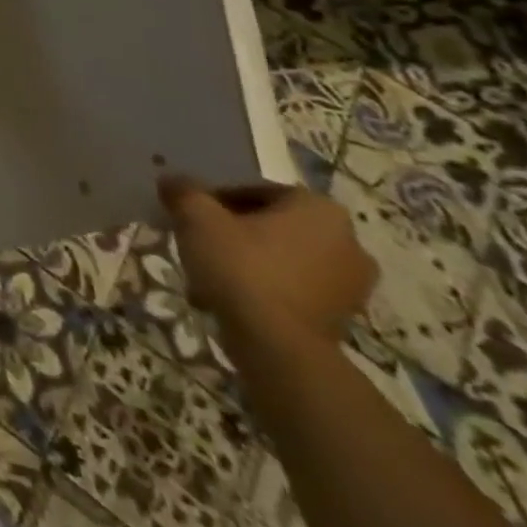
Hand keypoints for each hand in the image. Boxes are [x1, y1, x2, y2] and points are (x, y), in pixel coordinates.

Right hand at [158, 173, 376, 346]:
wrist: (277, 346)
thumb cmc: (241, 266)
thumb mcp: (196, 217)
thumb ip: (185, 192)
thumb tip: (173, 181)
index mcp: (320, 209)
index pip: (258, 190)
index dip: (219, 198)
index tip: (194, 213)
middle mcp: (349, 242)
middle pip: (275, 224)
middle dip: (238, 230)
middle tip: (202, 239)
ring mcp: (353, 285)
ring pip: (285, 257)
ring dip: (252, 259)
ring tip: (213, 271)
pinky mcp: (343, 318)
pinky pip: (296, 288)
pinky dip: (267, 287)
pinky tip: (234, 297)